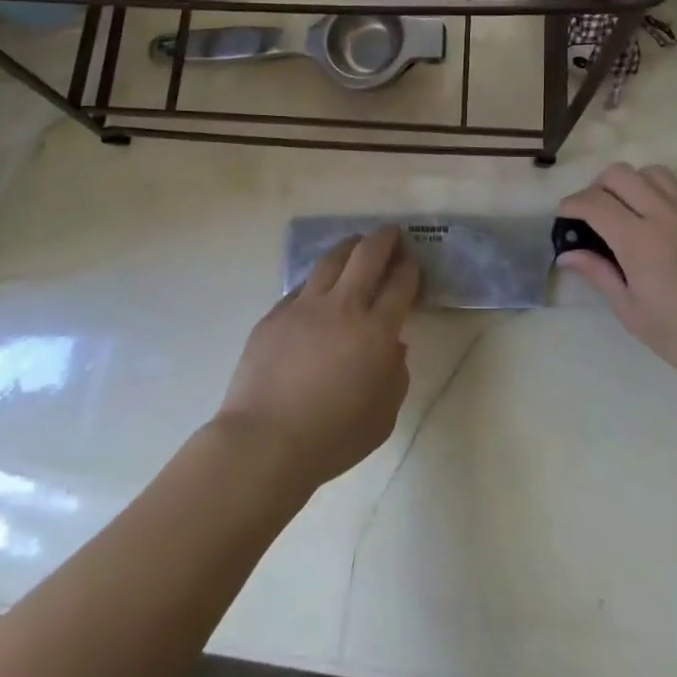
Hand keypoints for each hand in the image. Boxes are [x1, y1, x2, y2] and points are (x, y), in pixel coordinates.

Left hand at [215, 226, 419, 492]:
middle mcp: (342, 307)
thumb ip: (395, 376)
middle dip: (384, 239)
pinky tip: (318, 288)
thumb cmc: (332, 438)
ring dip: (349, 247)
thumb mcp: (383, 417)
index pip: (400, 285)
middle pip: (367, 255)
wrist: (264, 441)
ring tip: (356, 245)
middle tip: (392, 235)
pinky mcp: (275, 314)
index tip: (412, 263)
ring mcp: (304, 306)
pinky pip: (301, 287)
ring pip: (331, 259)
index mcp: (375, 331)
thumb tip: (393, 347)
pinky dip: (317, 281)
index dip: (409, 269)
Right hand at [557, 164, 676, 401]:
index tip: (563, 217)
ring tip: (623, 211)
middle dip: (596, 187)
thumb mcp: (630, 310)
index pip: (594, 202)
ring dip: (629, 183)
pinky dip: (658, 188)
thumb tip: (567, 254)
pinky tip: (654, 215)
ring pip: (650, 171)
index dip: (571, 205)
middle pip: (619, 174)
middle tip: (590, 215)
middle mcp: (665, 214)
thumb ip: (598, 273)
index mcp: (640, 240)